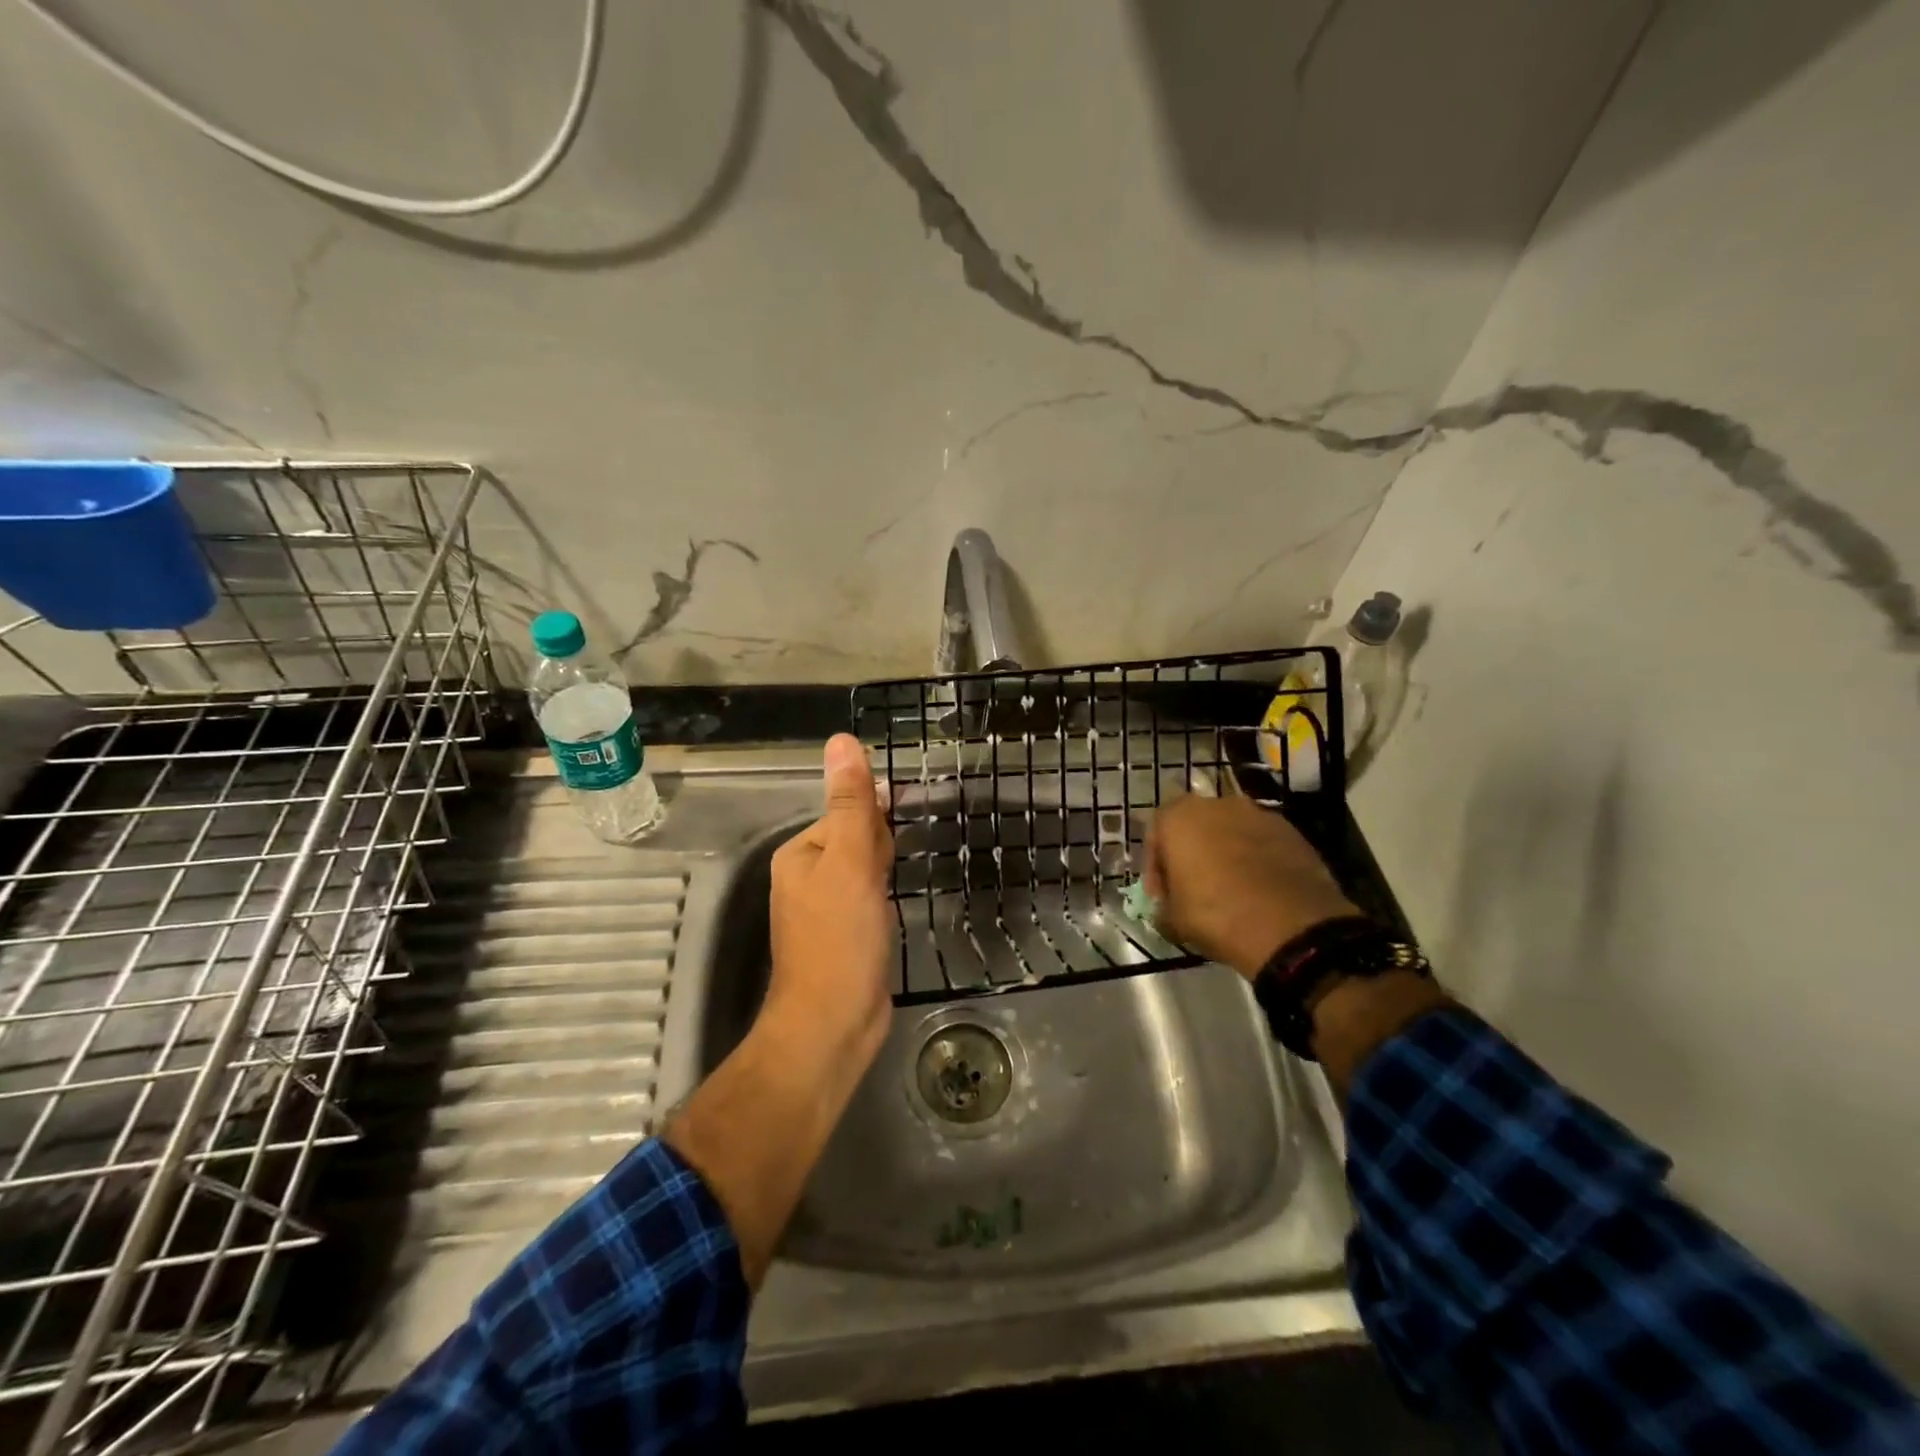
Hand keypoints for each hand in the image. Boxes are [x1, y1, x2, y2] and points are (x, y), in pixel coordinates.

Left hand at [763, 733, 894, 1066]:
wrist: (833, 1024)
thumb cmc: (840, 938)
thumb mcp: (849, 861)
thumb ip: (850, 802)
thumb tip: (841, 739)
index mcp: (800, 854)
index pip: (845, 814)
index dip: (875, 826)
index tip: (889, 852)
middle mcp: (806, 877)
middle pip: (856, 840)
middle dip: (881, 850)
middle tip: (887, 881)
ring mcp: (824, 909)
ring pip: (865, 871)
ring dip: (885, 873)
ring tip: (895, 893)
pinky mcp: (843, 935)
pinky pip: (868, 900)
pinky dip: (883, 899)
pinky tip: (893, 912)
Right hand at [1145, 792, 1358, 978]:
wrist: (1294, 928)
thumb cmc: (1217, 916)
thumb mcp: (1172, 920)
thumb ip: (1164, 906)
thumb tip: (1168, 908)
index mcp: (1180, 817)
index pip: (1156, 834)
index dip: (1156, 867)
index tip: (1162, 896)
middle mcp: (1218, 804)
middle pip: (1196, 827)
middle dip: (1192, 854)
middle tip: (1194, 888)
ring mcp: (1259, 814)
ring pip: (1231, 832)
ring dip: (1225, 854)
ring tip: (1230, 890)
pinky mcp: (1292, 831)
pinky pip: (1262, 843)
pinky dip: (1256, 860)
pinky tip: (1260, 890)